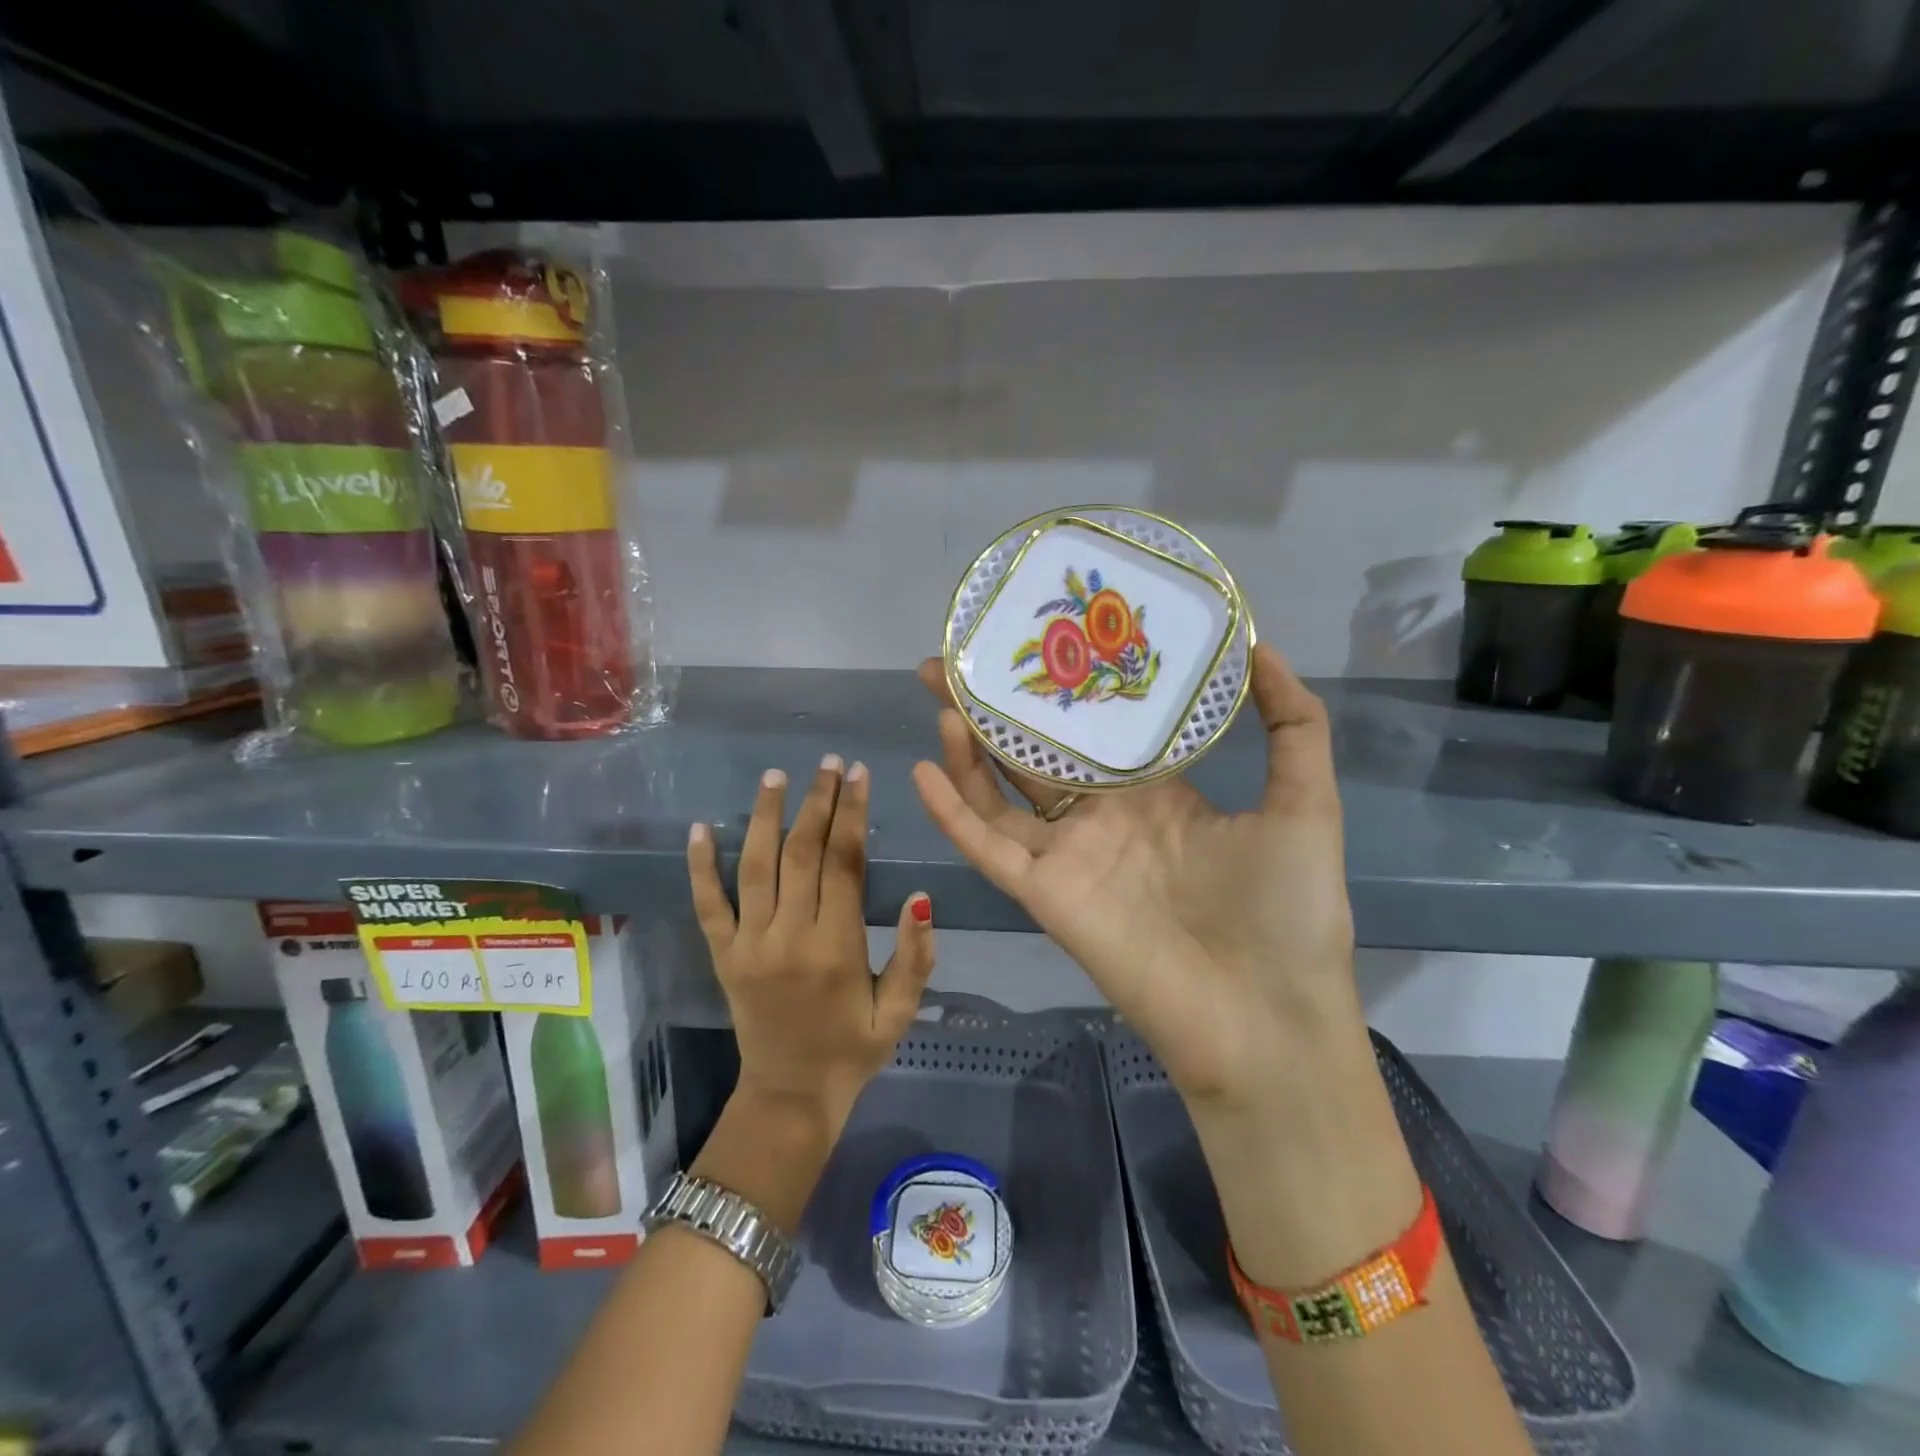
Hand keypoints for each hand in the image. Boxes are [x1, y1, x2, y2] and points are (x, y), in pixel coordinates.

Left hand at [689, 756, 936, 1128]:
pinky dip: (700, 866)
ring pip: (756, 867)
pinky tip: (700, 828)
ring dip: (766, 817)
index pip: (844, 863)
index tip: (859, 775)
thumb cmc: (852, 1050)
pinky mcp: (722, 955)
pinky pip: (708, 904)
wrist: (789, 1097)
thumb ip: (915, 956)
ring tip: (776, 776)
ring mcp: (749, 944)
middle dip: (818, 802)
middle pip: (802, 853)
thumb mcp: (899, 1012)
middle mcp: (788, 937)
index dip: (853, 815)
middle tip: (829, 763)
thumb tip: (921, 896)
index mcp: (836, 947)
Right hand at [912, 644, 1356, 1109]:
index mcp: (1154, 793)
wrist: (1268, 1020)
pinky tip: (924, 770)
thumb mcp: (1305, 803)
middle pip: (1033, 753)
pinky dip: (952, 814)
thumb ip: (1292, 724)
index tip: (1040, 639)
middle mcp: (1102, 817)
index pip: (1095, 729)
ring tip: (940, 696)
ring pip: (999, 793)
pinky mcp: (1044, 895)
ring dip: (967, 748)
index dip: (1063, 689)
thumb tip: (1260, 643)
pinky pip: (988, 848)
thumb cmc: (1290, 910)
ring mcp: (1069, 856)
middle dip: (994, 708)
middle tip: (957, 659)